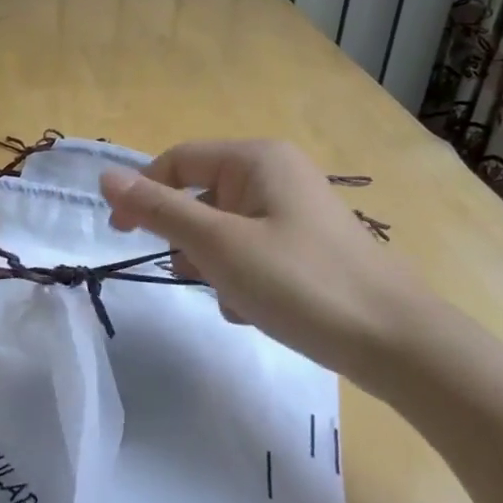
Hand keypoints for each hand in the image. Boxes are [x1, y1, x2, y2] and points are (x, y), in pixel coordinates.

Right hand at [100, 140, 424, 373]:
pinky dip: (242, 280)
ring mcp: (295, 212)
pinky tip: (256, 311)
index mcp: (257, 160)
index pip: (178, 160)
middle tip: (194, 276)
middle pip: (202, 197)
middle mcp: (277, 175)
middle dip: (188, 240)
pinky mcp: (307, 248)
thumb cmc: (300, 282)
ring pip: (225, 231)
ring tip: (233, 298)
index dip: (142, 192)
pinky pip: (252, 253)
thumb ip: (159, 209)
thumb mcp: (218, 245)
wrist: (396, 343)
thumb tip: (106, 176)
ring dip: (215, 266)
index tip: (120, 234)